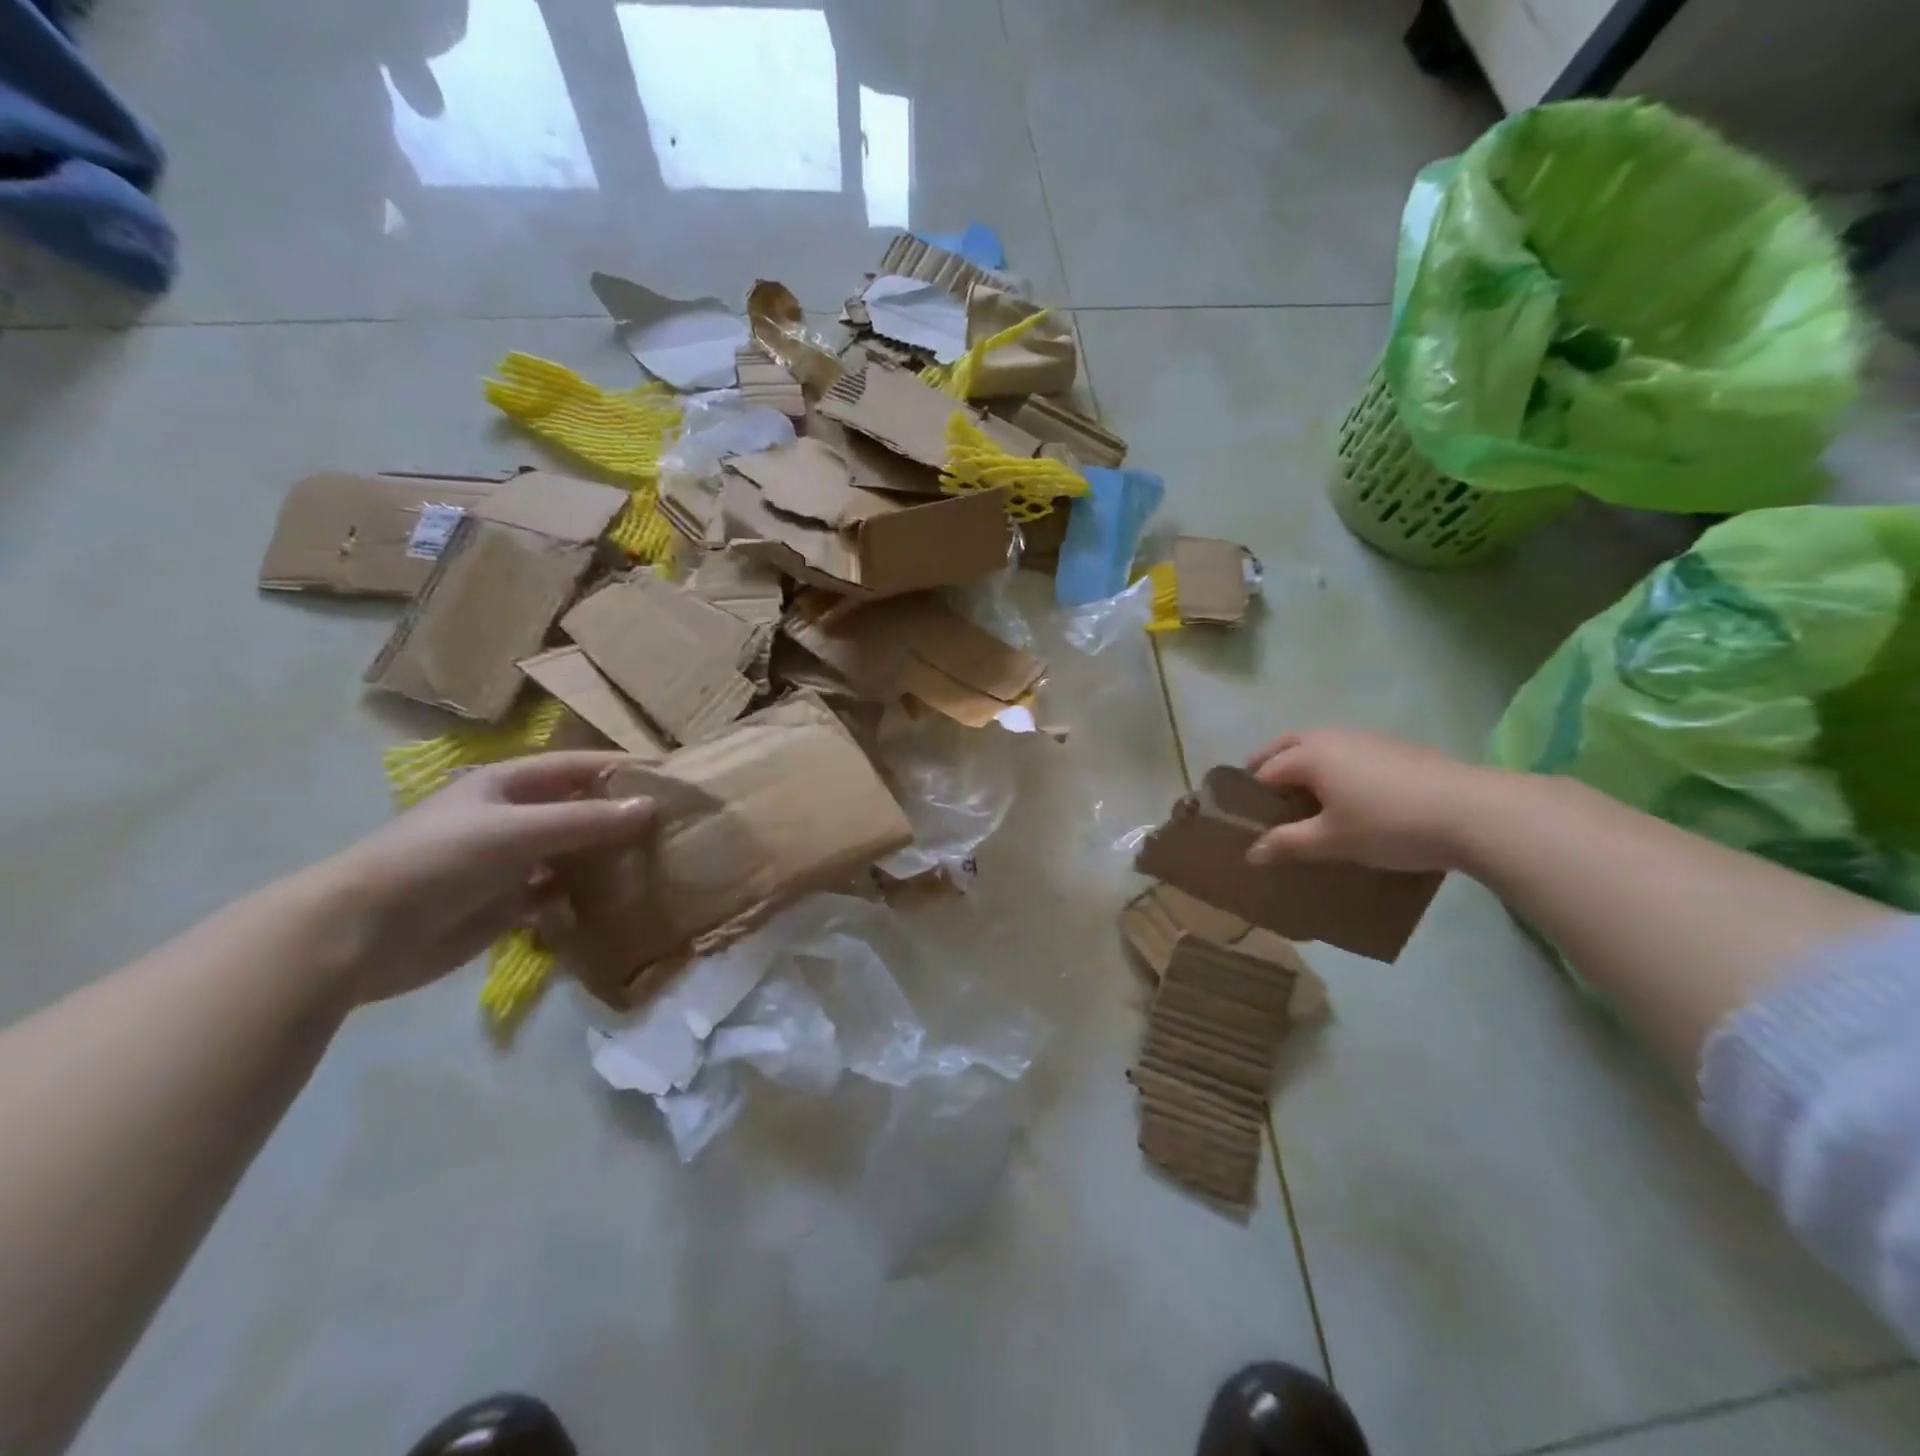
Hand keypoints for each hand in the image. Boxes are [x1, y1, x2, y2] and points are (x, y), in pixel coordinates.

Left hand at [313, 753, 655, 1003]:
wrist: (360, 935)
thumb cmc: (438, 861)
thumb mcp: (515, 832)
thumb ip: (584, 822)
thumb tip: (650, 806)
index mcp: (509, 784)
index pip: (579, 766)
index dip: (622, 767)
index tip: (672, 776)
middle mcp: (514, 818)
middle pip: (580, 810)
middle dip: (622, 815)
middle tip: (677, 825)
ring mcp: (510, 863)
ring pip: (573, 853)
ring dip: (608, 858)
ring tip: (660, 862)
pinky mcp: (507, 905)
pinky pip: (559, 894)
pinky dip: (586, 896)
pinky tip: (620, 901)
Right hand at [1243, 729, 1488, 871]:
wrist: (1474, 811)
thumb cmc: (1389, 825)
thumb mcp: (1332, 841)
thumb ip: (1288, 844)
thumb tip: (1251, 853)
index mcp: (1310, 755)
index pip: (1265, 771)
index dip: (1250, 795)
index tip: (1243, 818)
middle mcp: (1332, 737)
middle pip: (1286, 744)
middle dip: (1268, 764)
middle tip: (1261, 794)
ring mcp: (1367, 738)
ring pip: (1320, 744)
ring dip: (1302, 763)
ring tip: (1303, 796)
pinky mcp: (1396, 748)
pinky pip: (1347, 751)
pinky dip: (1333, 766)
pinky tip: (1348, 794)